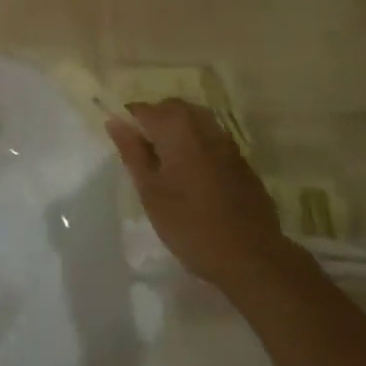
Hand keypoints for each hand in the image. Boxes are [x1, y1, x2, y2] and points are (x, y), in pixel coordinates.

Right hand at [107, 99, 288, 294]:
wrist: (251, 256)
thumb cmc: (190, 225)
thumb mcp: (151, 192)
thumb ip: (132, 152)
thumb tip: (114, 122)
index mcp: (176, 128)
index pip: (142, 109)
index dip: (129, 123)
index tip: (124, 148)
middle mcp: (203, 125)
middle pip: (171, 108)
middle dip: (154, 123)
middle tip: (144, 157)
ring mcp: (226, 141)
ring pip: (193, 121)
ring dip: (176, 133)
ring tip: (168, 167)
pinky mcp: (241, 159)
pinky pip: (211, 139)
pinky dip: (197, 147)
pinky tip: (195, 179)